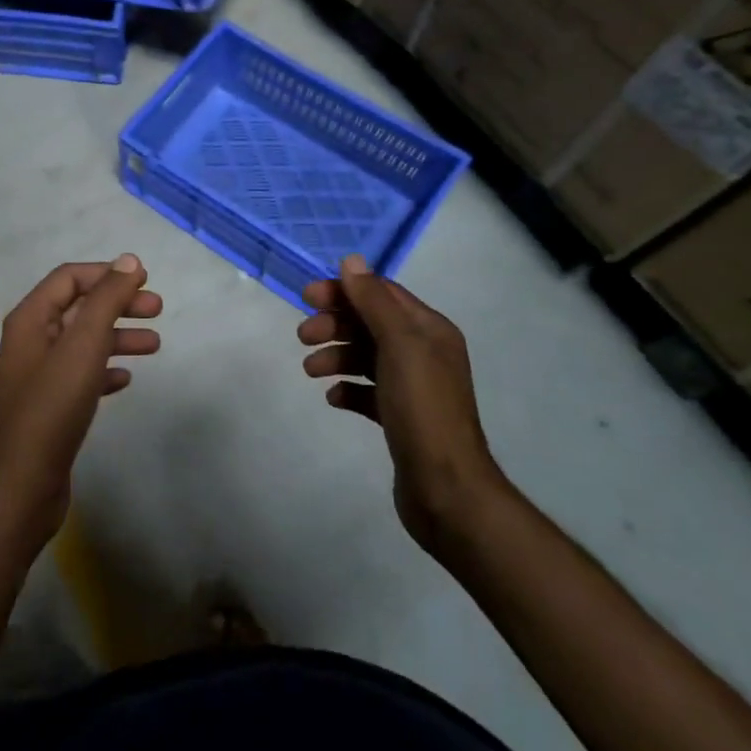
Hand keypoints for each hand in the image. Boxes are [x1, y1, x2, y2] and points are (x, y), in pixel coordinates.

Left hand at [0, 256, 161, 543]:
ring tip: (155, 346)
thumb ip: (106, 299)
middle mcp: (32, 339)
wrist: (25, 482)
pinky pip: (83, 373)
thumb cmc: (54, 405)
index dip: (107, 274)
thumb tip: (129, 260)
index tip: (144, 281)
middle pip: (80, 307)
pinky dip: (106, 369)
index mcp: (31, 318)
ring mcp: (40, 373)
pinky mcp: (51, 404)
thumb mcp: (84, 345)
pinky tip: (126, 380)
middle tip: (158, 310)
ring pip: (85, 342)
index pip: (70, 278)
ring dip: (118, 337)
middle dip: (119, 304)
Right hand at [298, 255, 507, 551]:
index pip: (381, 294)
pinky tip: (333, 398)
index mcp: (430, 330)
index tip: (307, 298)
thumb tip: (352, 261)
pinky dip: (348, 389)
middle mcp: (424, 353)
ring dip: (336, 356)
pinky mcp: (400, 418)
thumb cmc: (422, 408)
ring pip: (365, 357)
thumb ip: (374, 302)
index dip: (344, 291)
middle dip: (335, 325)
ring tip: (311, 371)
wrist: (447, 489)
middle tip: (304, 337)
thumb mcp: (399, 345)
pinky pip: (367, 391)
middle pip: (370, 324)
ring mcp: (413, 387)